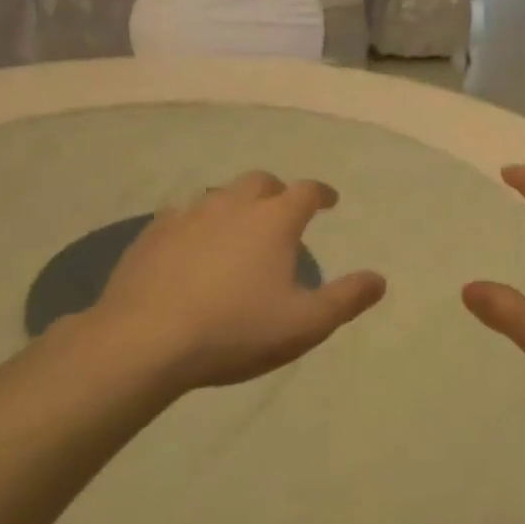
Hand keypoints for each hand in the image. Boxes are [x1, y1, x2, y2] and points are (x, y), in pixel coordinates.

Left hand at [74, 172, 384, 395]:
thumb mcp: (305, 324)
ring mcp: (188, 215)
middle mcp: (233, 205)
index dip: (322, 193)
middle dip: (277, 192)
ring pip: (219, 194)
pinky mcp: (152, 234)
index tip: (329, 201)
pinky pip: (182, 215)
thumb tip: (379, 280)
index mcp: (274, 220)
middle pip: (261, 182)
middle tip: (282, 213)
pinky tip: (192, 246)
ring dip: (236, 204)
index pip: (307, 191)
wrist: (144, 341)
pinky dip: (198, 223)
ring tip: (238, 230)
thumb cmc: (235, 330)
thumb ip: (347, 299)